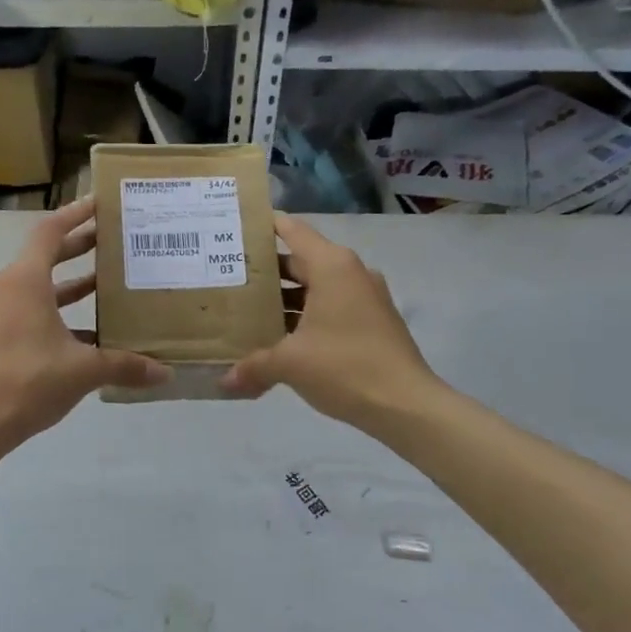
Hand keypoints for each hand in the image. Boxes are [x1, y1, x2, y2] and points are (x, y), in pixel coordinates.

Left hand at [0, 197, 169, 454]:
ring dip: (71, 282)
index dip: (76, 214)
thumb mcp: (81, 371)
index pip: (50, 231)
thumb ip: (124, 365)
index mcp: (24, 281)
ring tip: (108, 281)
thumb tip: (164, 372)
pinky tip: (90, 331)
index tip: (101, 203)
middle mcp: (7, 288)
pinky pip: (31, 310)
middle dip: (79, 245)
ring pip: (39, 286)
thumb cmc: (25, 382)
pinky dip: (59, 312)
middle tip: (115, 239)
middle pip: (45, 255)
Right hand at [222, 215, 438, 431]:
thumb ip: (253, 366)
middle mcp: (350, 273)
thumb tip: (225, 382)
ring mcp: (365, 297)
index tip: (235, 229)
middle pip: (301, 261)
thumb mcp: (290, 363)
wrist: (405, 404)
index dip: (264, 226)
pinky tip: (279, 337)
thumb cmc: (344, 367)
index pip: (293, 230)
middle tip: (229, 277)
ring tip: (246, 310)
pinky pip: (330, 307)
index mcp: (332, 266)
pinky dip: (305, 316)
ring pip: (316, 287)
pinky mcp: (372, 321)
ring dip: (285, 298)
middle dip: (266, 271)